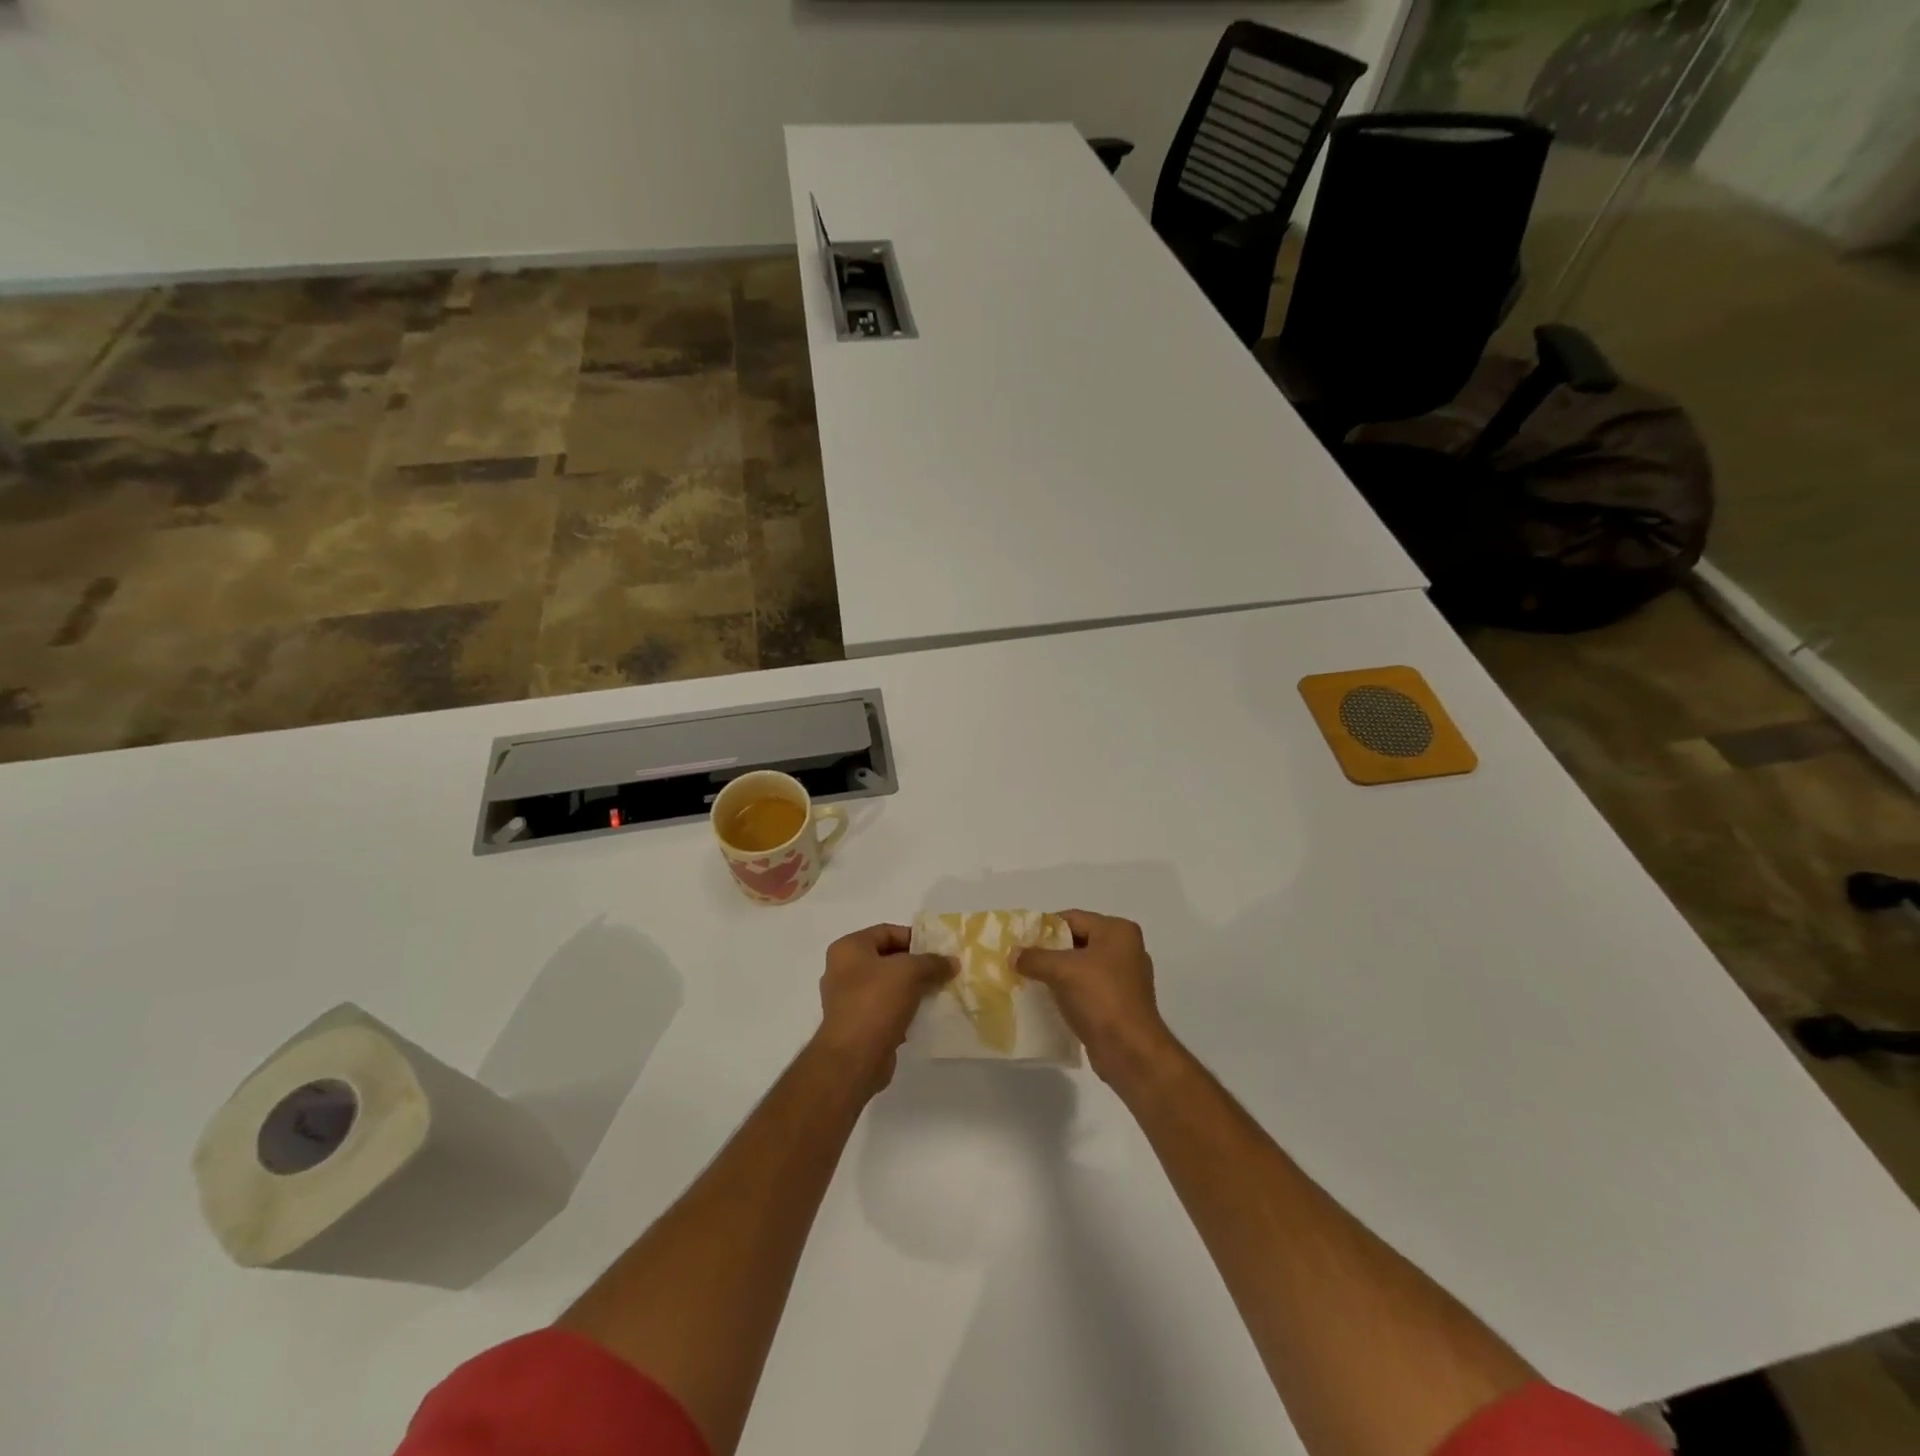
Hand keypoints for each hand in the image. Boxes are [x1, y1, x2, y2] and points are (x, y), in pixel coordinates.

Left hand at [815, 924, 951, 1091]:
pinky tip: (926, 1015)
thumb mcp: (910, 972)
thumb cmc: (876, 1002)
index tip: (938, 949)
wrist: (854, 1058)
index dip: (914, 937)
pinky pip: (886, 1010)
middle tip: (942, 971)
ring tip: (939, 992)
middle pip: (887, 959)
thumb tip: (952, 962)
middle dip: (916, 965)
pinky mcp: (858, 1026)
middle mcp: (843, 971)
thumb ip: (932, 962)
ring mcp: (848, 1000)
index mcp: (848, 949)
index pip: (886, 931)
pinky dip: (905, 1010)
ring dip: (912, 989)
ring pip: (888, 986)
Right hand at [1015, 910, 1179, 1088]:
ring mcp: (1124, 977)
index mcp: (1118, 931)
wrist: (1130, 1051)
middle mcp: (1125, 949)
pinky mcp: (1119, 1002)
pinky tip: (1047, 999)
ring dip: (1057, 973)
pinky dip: (1068, 990)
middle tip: (1021, 959)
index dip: (1044, 927)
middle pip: (1077, 941)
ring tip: (1029, 979)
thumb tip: (1013, 954)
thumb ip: (1035, 958)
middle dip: (1049, 951)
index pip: (1072, 918)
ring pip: (1081, 966)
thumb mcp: (1062, 971)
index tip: (1020, 940)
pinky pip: (1087, 988)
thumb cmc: (1100, 998)